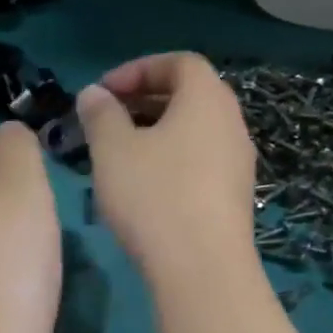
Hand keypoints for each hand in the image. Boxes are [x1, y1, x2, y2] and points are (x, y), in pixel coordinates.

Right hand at [76, 52, 256, 284]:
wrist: (202, 269)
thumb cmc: (154, 196)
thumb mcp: (113, 150)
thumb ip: (100, 114)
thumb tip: (94, 94)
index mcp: (207, 99)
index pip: (179, 62)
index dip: (138, 69)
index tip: (103, 92)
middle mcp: (231, 124)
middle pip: (189, 96)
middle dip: (144, 101)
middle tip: (106, 120)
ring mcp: (238, 163)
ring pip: (194, 132)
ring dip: (156, 133)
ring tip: (118, 155)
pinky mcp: (234, 197)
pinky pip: (200, 162)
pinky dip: (171, 160)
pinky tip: (143, 188)